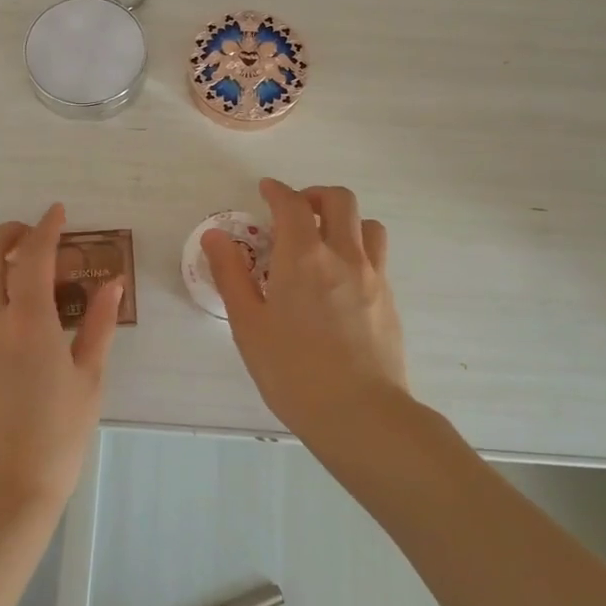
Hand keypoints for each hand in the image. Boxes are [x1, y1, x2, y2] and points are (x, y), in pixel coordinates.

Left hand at [0, 205, 122, 518]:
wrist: (4, 489)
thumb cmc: (58, 437)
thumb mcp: (89, 380)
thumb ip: (98, 325)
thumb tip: (110, 284)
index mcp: (29, 325)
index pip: (33, 256)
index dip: (46, 227)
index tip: (58, 212)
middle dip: (8, 231)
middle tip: (33, 235)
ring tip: (7, 263)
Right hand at [203, 179, 406, 439]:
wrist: (360, 414)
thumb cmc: (293, 371)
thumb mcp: (248, 325)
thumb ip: (231, 275)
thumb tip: (215, 236)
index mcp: (303, 257)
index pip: (292, 204)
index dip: (276, 191)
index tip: (265, 191)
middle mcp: (343, 255)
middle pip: (339, 200)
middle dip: (314, 195)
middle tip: (294, 211)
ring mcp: (373, 276)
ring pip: (367, 224)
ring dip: (344, 219)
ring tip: (323, 240)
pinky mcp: (390, 299)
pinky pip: (377, 256)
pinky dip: (358, 248)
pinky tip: (341, 279)